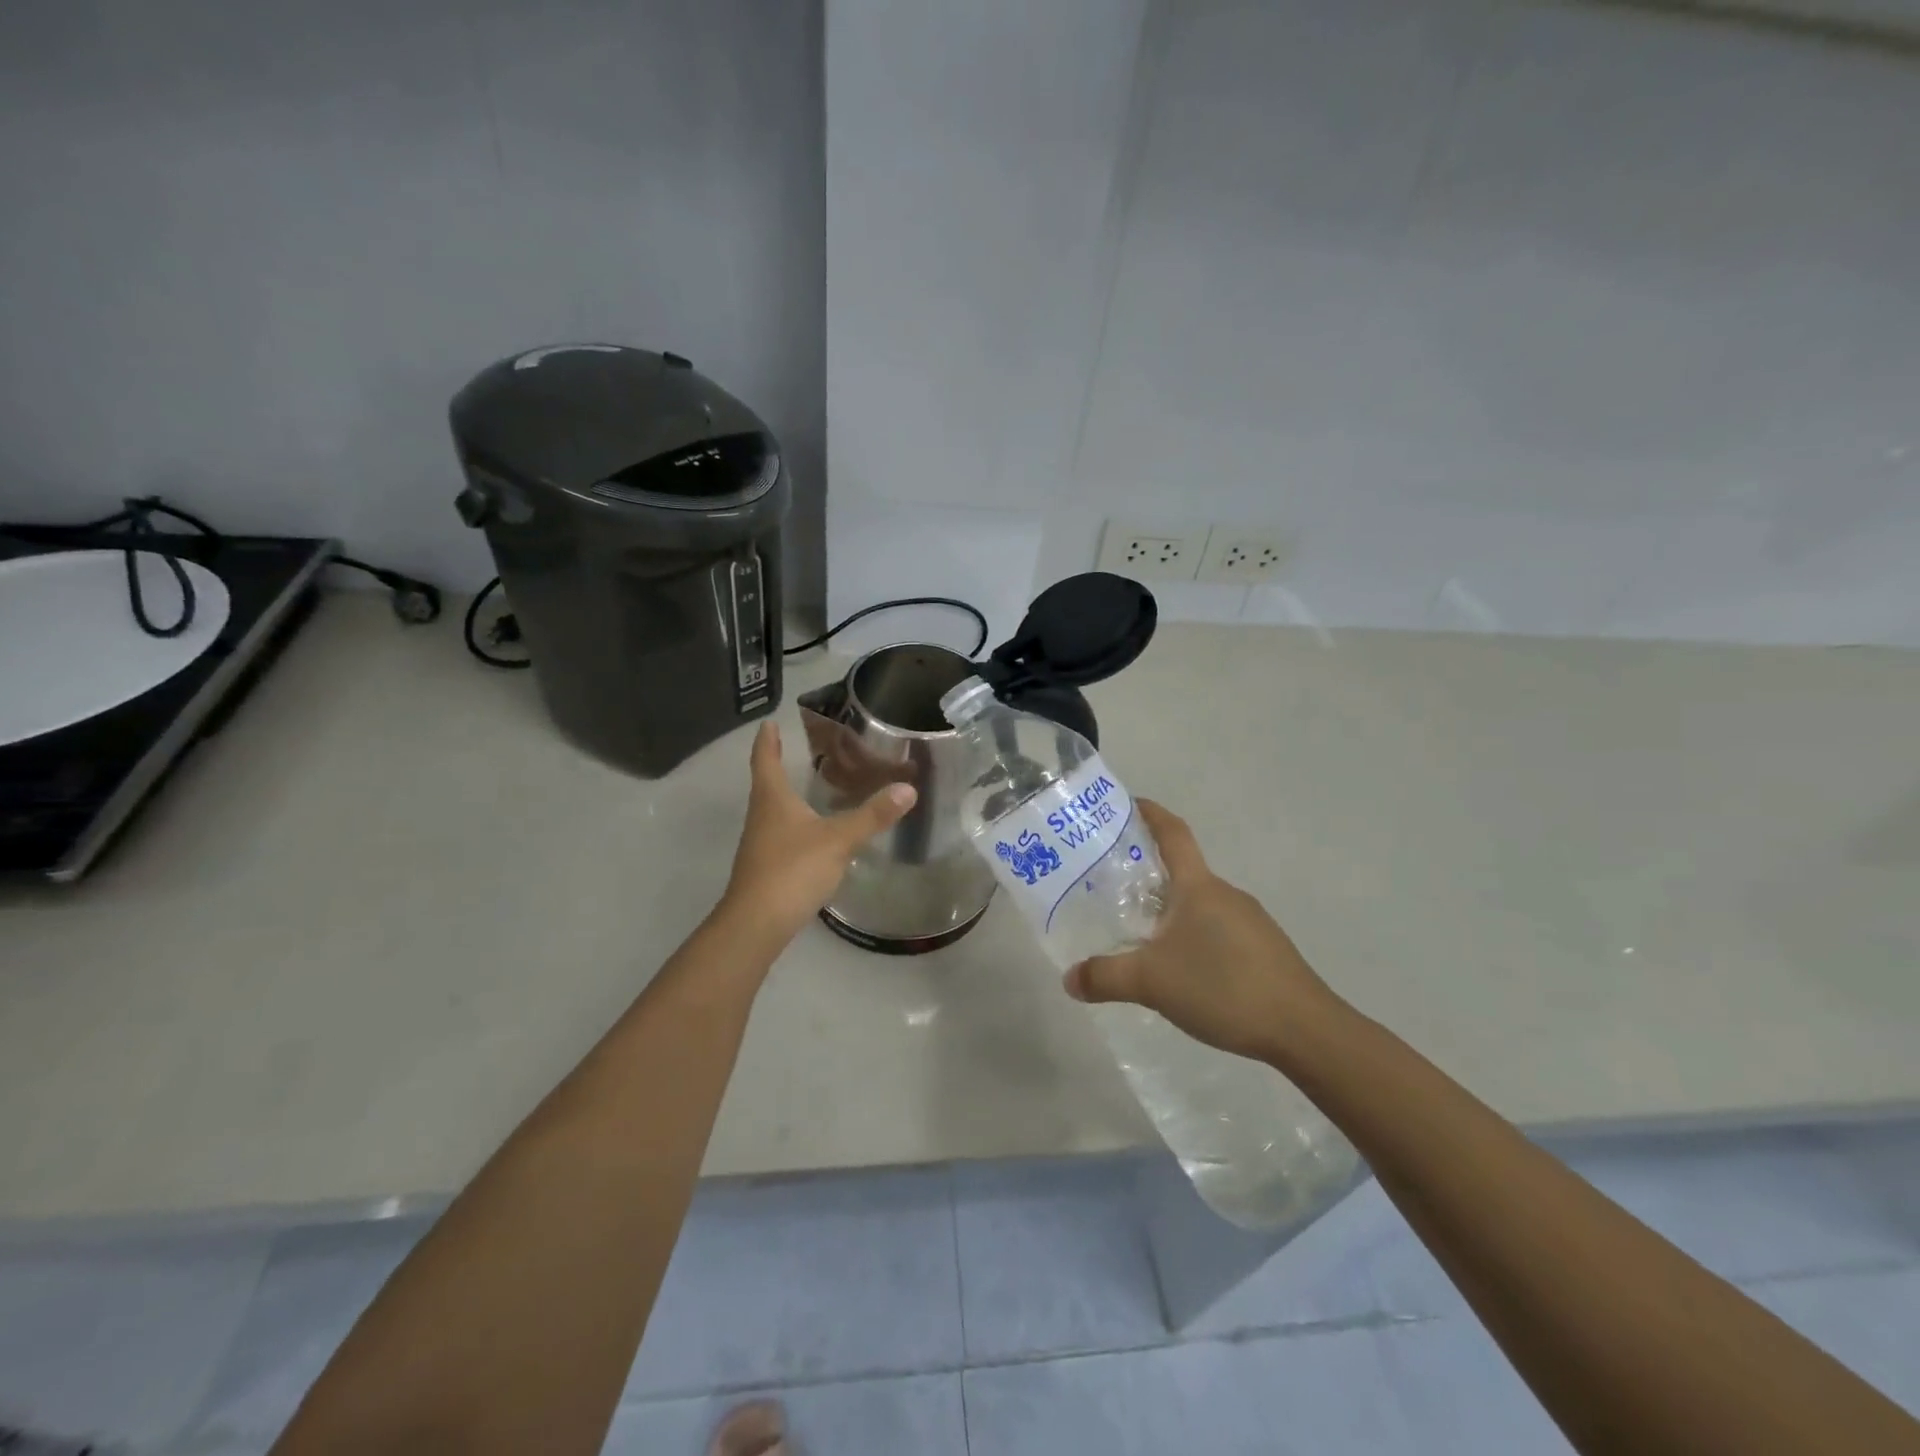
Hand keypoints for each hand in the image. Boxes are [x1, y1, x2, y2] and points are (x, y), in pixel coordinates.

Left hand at [720, 722, 916, 945]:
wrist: (757, 923)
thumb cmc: (792, 869)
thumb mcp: (838, 839)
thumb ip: (872, 816)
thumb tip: (908, 790)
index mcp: (772, 799)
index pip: (765, 760)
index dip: (767, 740)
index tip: (769, 723)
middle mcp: (761, 816)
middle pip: (767, 783)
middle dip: (778, 765)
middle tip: (798, 750)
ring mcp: (760, 844)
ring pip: (773, 811)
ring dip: (787, 796)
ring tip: (811, 787)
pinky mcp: (766, 868)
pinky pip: (781, 835)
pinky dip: (795, 824)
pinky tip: (813, 833)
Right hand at [1064, 800, 1341, 1064]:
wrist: (1304, 1030)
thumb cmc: (1224, 987)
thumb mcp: (1152, 982)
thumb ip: (1106, 977)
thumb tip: (1069, 979)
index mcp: (1198, 887)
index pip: (1173, 833)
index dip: (1151, 813)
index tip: (1129, 803)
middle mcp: (1225, 894)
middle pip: (1183, 870)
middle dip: (1148, 871)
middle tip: (1111, 884)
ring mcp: (1249, 921)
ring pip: (1199, 903)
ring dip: (1170, 907)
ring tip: (1139, 932)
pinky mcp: (1263, 949)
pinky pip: (1216, 928)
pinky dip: (1191, 934)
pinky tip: (1180, 968)